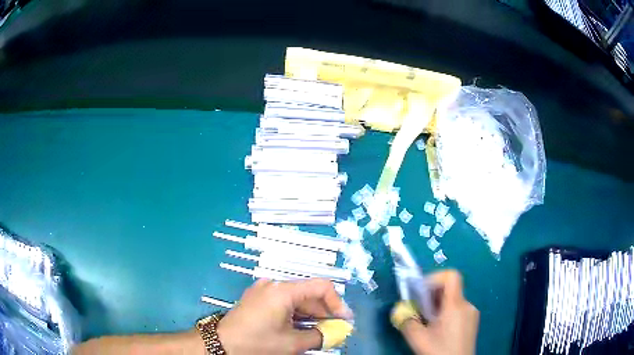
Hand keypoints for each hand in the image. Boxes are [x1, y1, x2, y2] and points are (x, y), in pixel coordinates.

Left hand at [216, 278, 352, 354]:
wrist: (221, 345)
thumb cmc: (257, 343)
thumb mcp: (292, 343)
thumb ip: (320, 336)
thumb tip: (338, 332)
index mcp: (283, 290)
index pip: (321, 287)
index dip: (337, 303)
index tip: (344, 321)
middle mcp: (273, 285)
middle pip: (308, 293)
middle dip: (325, 312)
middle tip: (335, 330)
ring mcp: (263, 291)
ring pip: (297, 299)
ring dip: (311, 315)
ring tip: (320, 332)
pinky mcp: (257, 299)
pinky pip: (284, 303)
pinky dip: (297, 315)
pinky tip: (302, 328)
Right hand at [394, 270, 478, 354]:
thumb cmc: (440, 351)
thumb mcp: (419, 339)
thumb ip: (406, 321)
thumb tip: (397, 310)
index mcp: (456, 306)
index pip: (452, 276)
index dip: (435, 278)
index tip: (421, 292)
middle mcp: (467, 305)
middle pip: (450, 289)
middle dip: (431, 296)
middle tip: (419, 310)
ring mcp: (471, 314)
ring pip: (453, 301)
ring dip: (437, 306)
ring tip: (427, 323)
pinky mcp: (472, 322)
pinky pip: (458, 310)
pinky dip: (445, 313)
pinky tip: (438, 330)